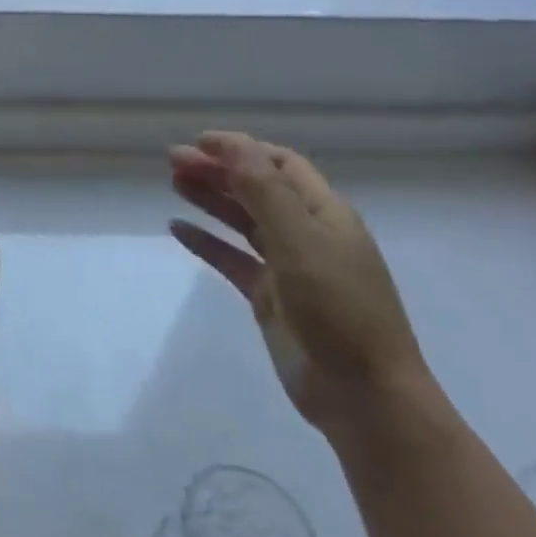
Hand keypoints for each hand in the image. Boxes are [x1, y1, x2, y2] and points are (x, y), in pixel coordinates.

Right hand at [169, 132, 432, 434]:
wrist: (362, 394)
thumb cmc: (338, 307)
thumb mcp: (299, 240)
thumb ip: (263, 189)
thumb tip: (230, 142)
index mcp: (324, 213)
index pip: (279, 164)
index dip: (241, 148)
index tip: (198, 143)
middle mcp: (306, 233)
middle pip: (257, 188)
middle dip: (218, 170)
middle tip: (173, 161)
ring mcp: (287, 266)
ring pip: (242, 221)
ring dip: (210, 199)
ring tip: (174, 183)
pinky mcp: (269, 296)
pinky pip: (231, 258)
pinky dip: (205, 241)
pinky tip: (177, 230)